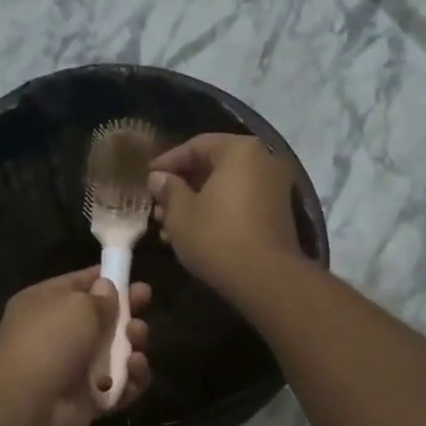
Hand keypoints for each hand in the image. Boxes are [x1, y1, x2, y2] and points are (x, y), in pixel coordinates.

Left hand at [0, 267, 151, 425]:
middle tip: (146, 302)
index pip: (78, 284)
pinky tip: (135, 369)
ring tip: (138, 338)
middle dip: (126, 311)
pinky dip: (132, 379)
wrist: (30, 405)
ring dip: (133, 343)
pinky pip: (120, 385)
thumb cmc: (50, 341)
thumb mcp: (78, 305)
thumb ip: (100, 297)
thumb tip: (107, 287)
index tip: (131, 277)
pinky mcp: (88, 400)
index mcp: (44, 304)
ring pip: (115, 352)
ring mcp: (73, 369)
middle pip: (101, 319)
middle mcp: (56, 334)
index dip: (105, 279)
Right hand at [148, 134, 305, 296]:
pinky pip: (240, 202)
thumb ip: (168, 189)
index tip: (147, 178)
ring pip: (226, 187)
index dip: (167, 162)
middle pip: (214, 165)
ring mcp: (275, 187)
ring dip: (197, 202)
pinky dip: (217, 211)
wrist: (266, 280)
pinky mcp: (278, 213)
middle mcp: (263, 161)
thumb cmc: (217, 237)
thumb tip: (159, 178)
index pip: (196, 146)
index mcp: (239, 151)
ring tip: (169, 224)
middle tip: (158, 204)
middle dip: (182, 185)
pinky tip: (193, 233)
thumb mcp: (181, 214)